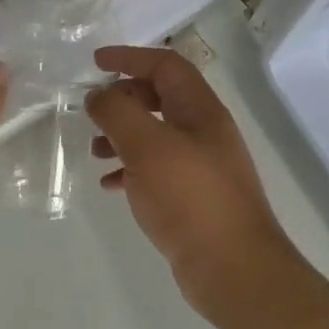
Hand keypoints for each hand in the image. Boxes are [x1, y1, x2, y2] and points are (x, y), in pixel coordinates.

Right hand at [86, 46, 308, 326]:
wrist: (234, 271)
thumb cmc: (191, 198)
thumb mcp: (147, 146)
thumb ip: (118, 113)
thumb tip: (97, 96)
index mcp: (200, 110)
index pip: (165, 65)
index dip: (130, 58)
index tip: (95, 62)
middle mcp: (204, 132)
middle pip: (160, 97)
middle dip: (124, 98)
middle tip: (93, 111)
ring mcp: (201, 166)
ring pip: (156, 135)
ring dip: (123, 135)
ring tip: (94, 151)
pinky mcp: (193, 199)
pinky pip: (156, 170)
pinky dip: (131, 169)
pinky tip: (110, 185)